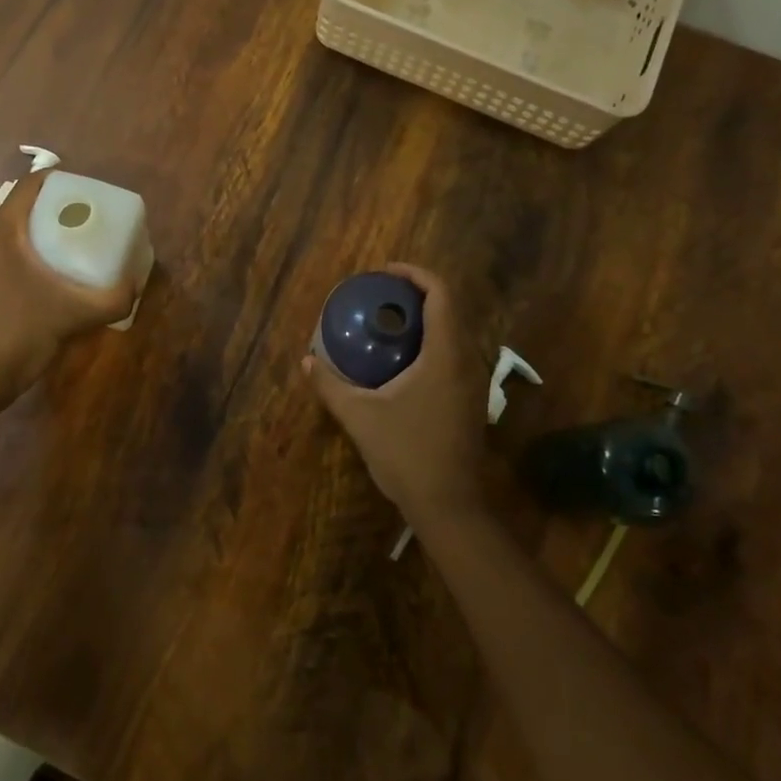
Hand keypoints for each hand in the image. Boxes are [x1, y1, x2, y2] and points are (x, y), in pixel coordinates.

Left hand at [0, 171, 138, 401]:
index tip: (89, 191)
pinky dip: (38, 258)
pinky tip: (61, 279)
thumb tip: (136, 287)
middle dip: (60, 209)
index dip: (61, 180)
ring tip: (82, 246)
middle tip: (93, 219)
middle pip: (26, 209)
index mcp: (3, 233)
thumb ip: (110, 300)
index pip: (30, 186)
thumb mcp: (72, 314)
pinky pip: (15, 258)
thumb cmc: (17, 333)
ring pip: (20, 236)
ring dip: (48, 235)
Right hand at [300, 264, 487, 523]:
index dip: (415, 275)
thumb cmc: (406, 454)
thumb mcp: (360, 417)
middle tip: (382, 295)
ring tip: (389, 322)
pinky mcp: (470, 401)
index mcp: (444, 355)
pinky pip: (453, 355)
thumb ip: (331, 385)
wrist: (450, 506)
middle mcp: (466, 361)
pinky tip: (403, 361)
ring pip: (454, 333)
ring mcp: (473, 383)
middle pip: (450, 309)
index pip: (441, 295)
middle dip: (418, 294)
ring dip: (426, 319)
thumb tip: (307, 361)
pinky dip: (430, 343)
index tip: (385, 273)